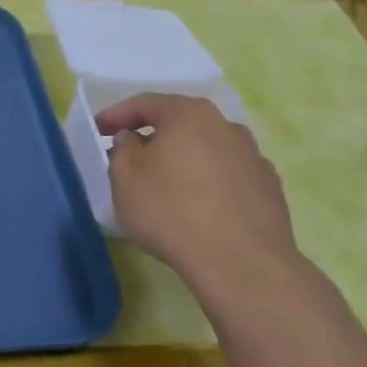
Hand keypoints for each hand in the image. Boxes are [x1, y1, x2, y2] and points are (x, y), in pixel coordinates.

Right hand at [98, 93, 301, 303]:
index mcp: (190, 114)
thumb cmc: (171, 211)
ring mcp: (254, 157)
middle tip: (128, 155)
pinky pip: (227, 176)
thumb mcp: (125, 177)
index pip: (145, 103)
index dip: (116, 114)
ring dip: (182, 159)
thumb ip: (122, 148)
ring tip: (164, 184)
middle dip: (152, 136)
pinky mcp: (269, 189)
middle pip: (180, 124)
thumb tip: (133, 139)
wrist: (241, 263)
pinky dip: (207, 182)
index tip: (97, 129)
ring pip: (206, 150)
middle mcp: (227, 126)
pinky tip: (196, 206)